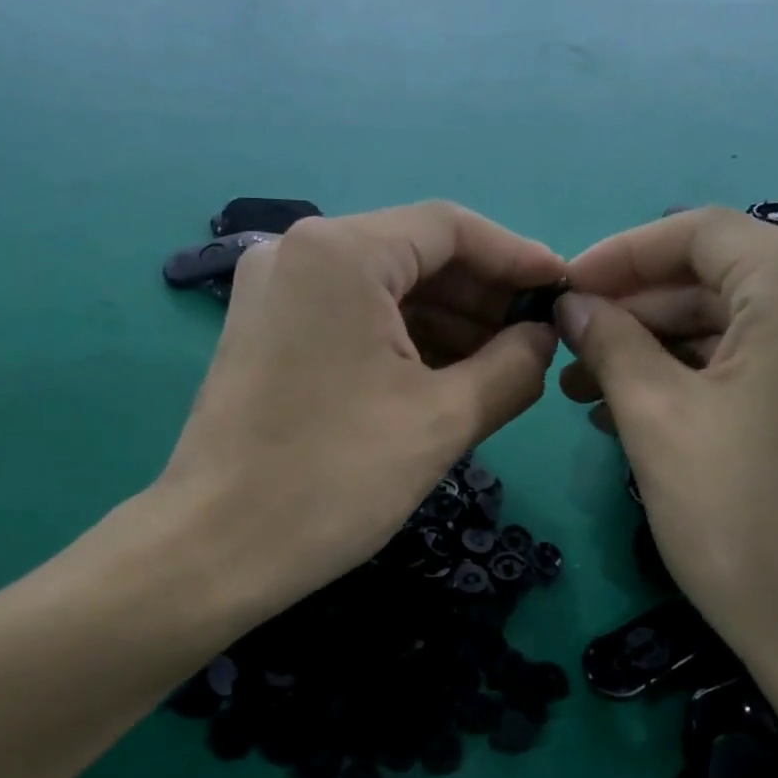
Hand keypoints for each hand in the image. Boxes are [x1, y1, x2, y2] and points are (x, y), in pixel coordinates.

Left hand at [153, 203, 564, 620]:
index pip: (451, 227)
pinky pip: (350, 314)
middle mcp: (298, 251)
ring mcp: (274, 289)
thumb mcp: (444, 419)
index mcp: (340, 252)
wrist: (215, 549)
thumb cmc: (335, 478)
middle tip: (535, 339)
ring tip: (499, 364)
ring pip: (382, 286)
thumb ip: (514, 364)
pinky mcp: (264, 328)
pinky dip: (401, 338)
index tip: (563, 292)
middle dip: (481, 295)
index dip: (516, 258)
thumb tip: (543, 336)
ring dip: (445, 320)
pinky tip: (443, 375)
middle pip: (414, 253)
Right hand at [555, 208, 777, 692]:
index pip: (697, 234)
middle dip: (638, 311)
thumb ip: (608, 341)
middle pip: (724, 275)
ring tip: (594, 391)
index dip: (618, 256)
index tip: (562, 293)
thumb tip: (571, 304)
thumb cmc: (745, 522)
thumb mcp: (655, 420)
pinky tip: (653, 406)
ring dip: (669, 346)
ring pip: (749, 318)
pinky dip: (716, 371)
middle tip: (571, 352)